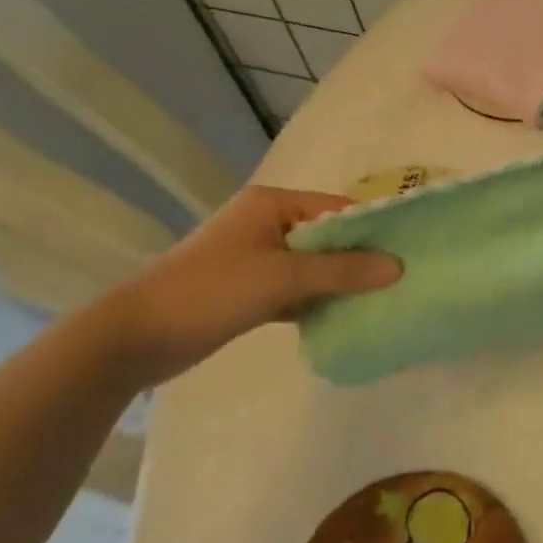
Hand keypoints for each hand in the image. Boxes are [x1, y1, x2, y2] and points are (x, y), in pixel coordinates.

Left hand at [105, 185, 399, 385]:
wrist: (134, 337)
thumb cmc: (211, 291)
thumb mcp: (282, 277)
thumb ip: (341, 271)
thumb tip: (398, 266)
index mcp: (271, 204)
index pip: (336, 209)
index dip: (372, 229)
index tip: (408, 252)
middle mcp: (265, 223)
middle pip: (326, 237)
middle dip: (359, 259)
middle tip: (401, 280)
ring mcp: (255, 257)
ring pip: (312, 265)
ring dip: (339, 282)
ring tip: (383, 299)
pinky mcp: (248, 289)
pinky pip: (295, 288)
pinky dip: (316, 300)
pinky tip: (345, 317)